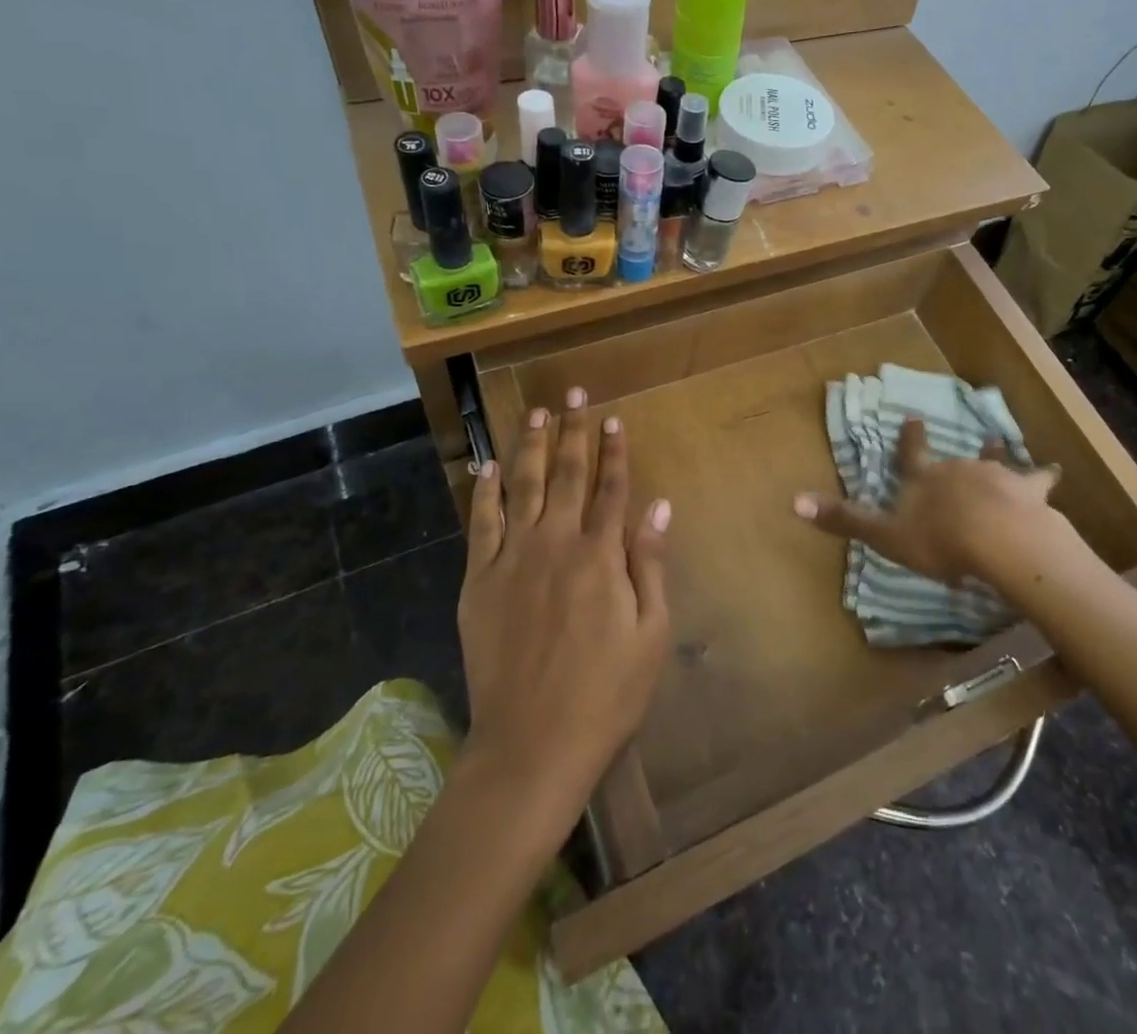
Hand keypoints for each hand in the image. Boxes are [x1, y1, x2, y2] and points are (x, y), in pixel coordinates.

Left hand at [459, 387, 672, 798]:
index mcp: (600, 556)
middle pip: (566, 474)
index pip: (611, 487)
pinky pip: (480, 524)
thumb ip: (651, 563)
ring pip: (521, 486)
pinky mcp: (478, 581)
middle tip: (573, 392)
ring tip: (534, 412)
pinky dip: (483, 492)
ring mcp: (512, 559)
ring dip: (529, 445)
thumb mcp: (651, 633)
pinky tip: (486, 467)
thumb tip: (658, 504)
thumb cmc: (606, 694)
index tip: (613, 417)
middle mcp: (555, 544)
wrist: (532, 745)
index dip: (614, 450)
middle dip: (572, 430)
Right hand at [793, 418, 1062, 587]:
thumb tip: (793, 501)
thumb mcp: (885, 535)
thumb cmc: (939, 540)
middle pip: (953, 459)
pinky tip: (1054, 472)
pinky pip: (1038, 479)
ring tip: (997, 445)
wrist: (998, 539)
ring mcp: (995, 475)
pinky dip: (1043, 476)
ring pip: (993, 461)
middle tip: (952, 444)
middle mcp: (958, 468)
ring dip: (993, 457)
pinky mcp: (1027, 489)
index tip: (913, 417)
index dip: (910, 438)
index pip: (912, 454)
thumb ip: (845, 519)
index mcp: (924, 479)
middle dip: (953, 456)